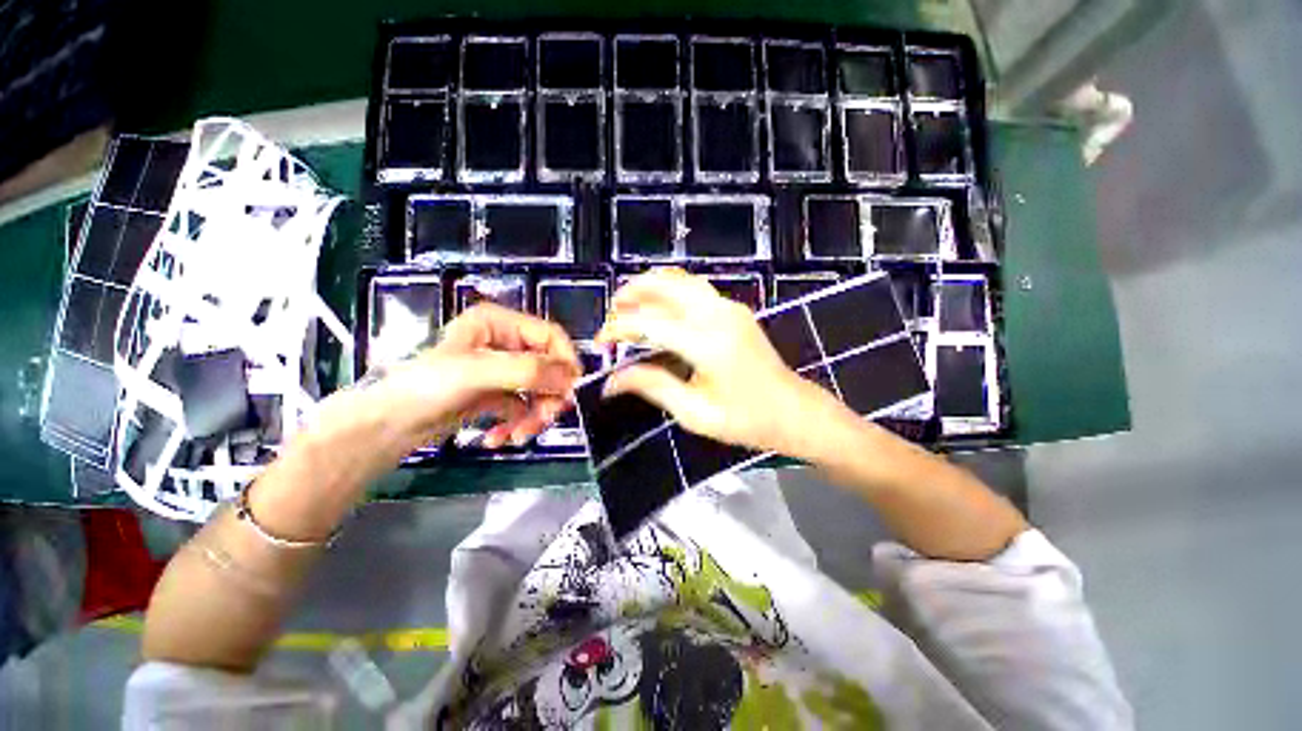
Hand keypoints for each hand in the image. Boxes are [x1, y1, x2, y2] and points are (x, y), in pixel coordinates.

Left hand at [348, 303, 581, 450]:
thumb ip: (528, 371)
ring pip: (539, 391)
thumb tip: (573, 379)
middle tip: (544, 421)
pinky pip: (523, 408)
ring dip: (534, 416)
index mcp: (500, 323)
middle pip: (548, 368)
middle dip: (547, 397)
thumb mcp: (479, 372)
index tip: (571, 391)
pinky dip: (517, 424)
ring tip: (517, 437)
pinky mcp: (497, 394)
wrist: (387, 426)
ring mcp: (502, 370)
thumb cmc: (427, 387)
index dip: (565, 362)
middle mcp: (505, 343)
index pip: (551, 336)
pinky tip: (499, 439)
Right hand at [596, 269, 844, 455]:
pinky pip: (694, 288)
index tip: (601, 343)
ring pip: (681, 279)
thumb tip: (611, 382)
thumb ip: (652, 387)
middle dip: (631, 293)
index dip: (619, 328)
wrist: (794, 412)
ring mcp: (729, 307)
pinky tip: (656, 307)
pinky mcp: (734, 309)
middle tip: (611, 315)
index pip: (650, 322)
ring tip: (627, 305)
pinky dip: (669, 290)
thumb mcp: (694, 413)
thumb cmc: (747, 420)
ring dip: (650, 286)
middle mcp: (718, 314)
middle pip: (665, 284)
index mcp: (708, 343)